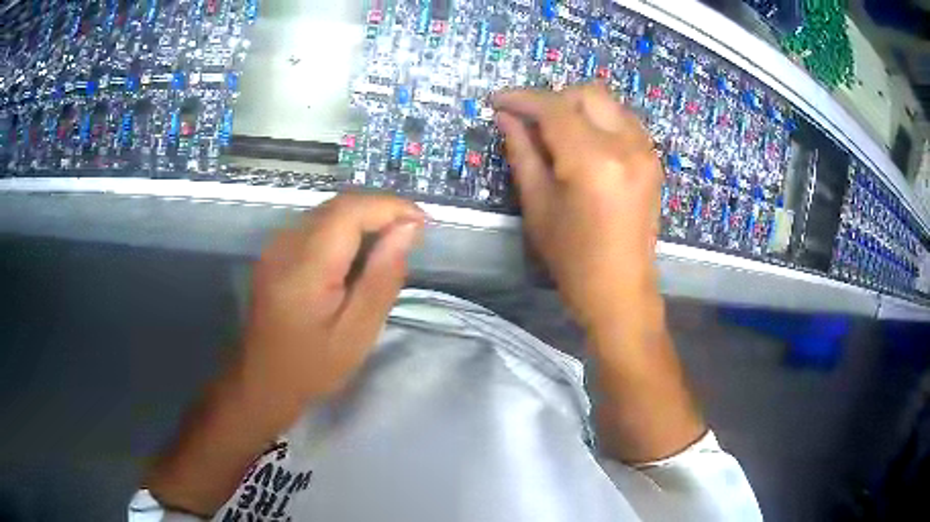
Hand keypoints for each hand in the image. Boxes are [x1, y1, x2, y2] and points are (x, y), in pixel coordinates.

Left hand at [238, 193, 424, 418]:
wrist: (262, 381)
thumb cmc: (312, 366)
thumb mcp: (357, 332)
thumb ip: (382, 278)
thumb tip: (408, 229)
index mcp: (304, 267)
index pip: (350, 211)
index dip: (390, 207)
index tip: (423, 223)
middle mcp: (285, 244)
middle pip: (339, 205)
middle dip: (380, 210)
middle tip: (412, 234)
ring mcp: (276, 245)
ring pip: (328, 211)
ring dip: (364, 217)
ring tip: (392, 242)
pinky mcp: (276, 251)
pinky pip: (316, 224)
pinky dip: (346, 228)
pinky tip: (359, 252)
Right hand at [493, 83, 662, 330]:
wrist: (621, 290)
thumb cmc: (572, 258)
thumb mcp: (538, 205)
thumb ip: (522, 151)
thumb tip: (506, 116)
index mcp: (593, 159)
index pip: (554, 107)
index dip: (522, 98)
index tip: (498, 100)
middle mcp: (627, 145)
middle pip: (587, 93)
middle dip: (554, 98)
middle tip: (530, 121)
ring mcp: (646, 151)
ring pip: (608, 103)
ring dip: (578, 107)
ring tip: (555, 133)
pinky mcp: (653, 161)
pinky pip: (623, 121)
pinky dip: (599, 120)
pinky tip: (584, 144)